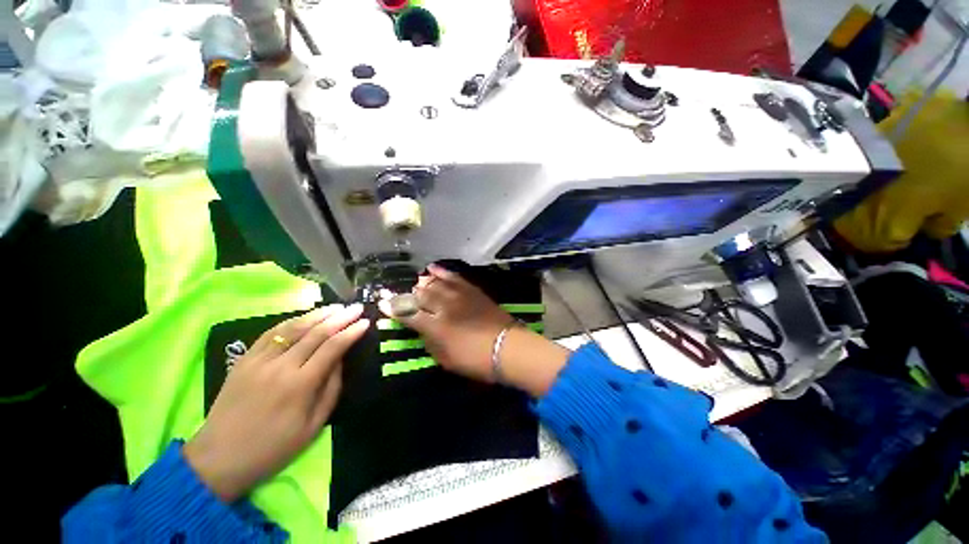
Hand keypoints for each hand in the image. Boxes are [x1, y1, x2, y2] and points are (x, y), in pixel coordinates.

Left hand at [183, 304, 368, 501]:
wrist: (220, 458)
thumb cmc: (273, 448)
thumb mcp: (313, 426)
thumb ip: (331, 389)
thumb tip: (341, 361)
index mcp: (300, 385)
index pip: (332, 348)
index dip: (351, 332)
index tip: (365, 322)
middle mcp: (280, 367)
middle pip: (316, 333)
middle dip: (340, 317)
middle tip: (356, 308)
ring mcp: (258, 361)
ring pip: (293, 328)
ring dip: (318, 314)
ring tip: (336, 307)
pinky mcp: (243, 360)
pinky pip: (270, 334)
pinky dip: (290, 321)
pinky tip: (304, 317)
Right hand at [380, 264, 569, 395]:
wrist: (507, 347)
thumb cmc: (475, 360)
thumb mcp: (446, 359)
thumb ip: (430, 342)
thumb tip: (421, 329)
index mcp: (434, 326)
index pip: (408, 314)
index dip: (393, 308)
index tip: (382, 303)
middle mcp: (444, 306)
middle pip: (419, 295)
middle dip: (406, 293)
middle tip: (398, 293)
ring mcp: (459, 295)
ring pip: (434, 283)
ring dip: (422, 282)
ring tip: (416, 282)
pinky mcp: (471, 290)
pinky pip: (454, 277)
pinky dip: (442, 272)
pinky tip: (432, 268)